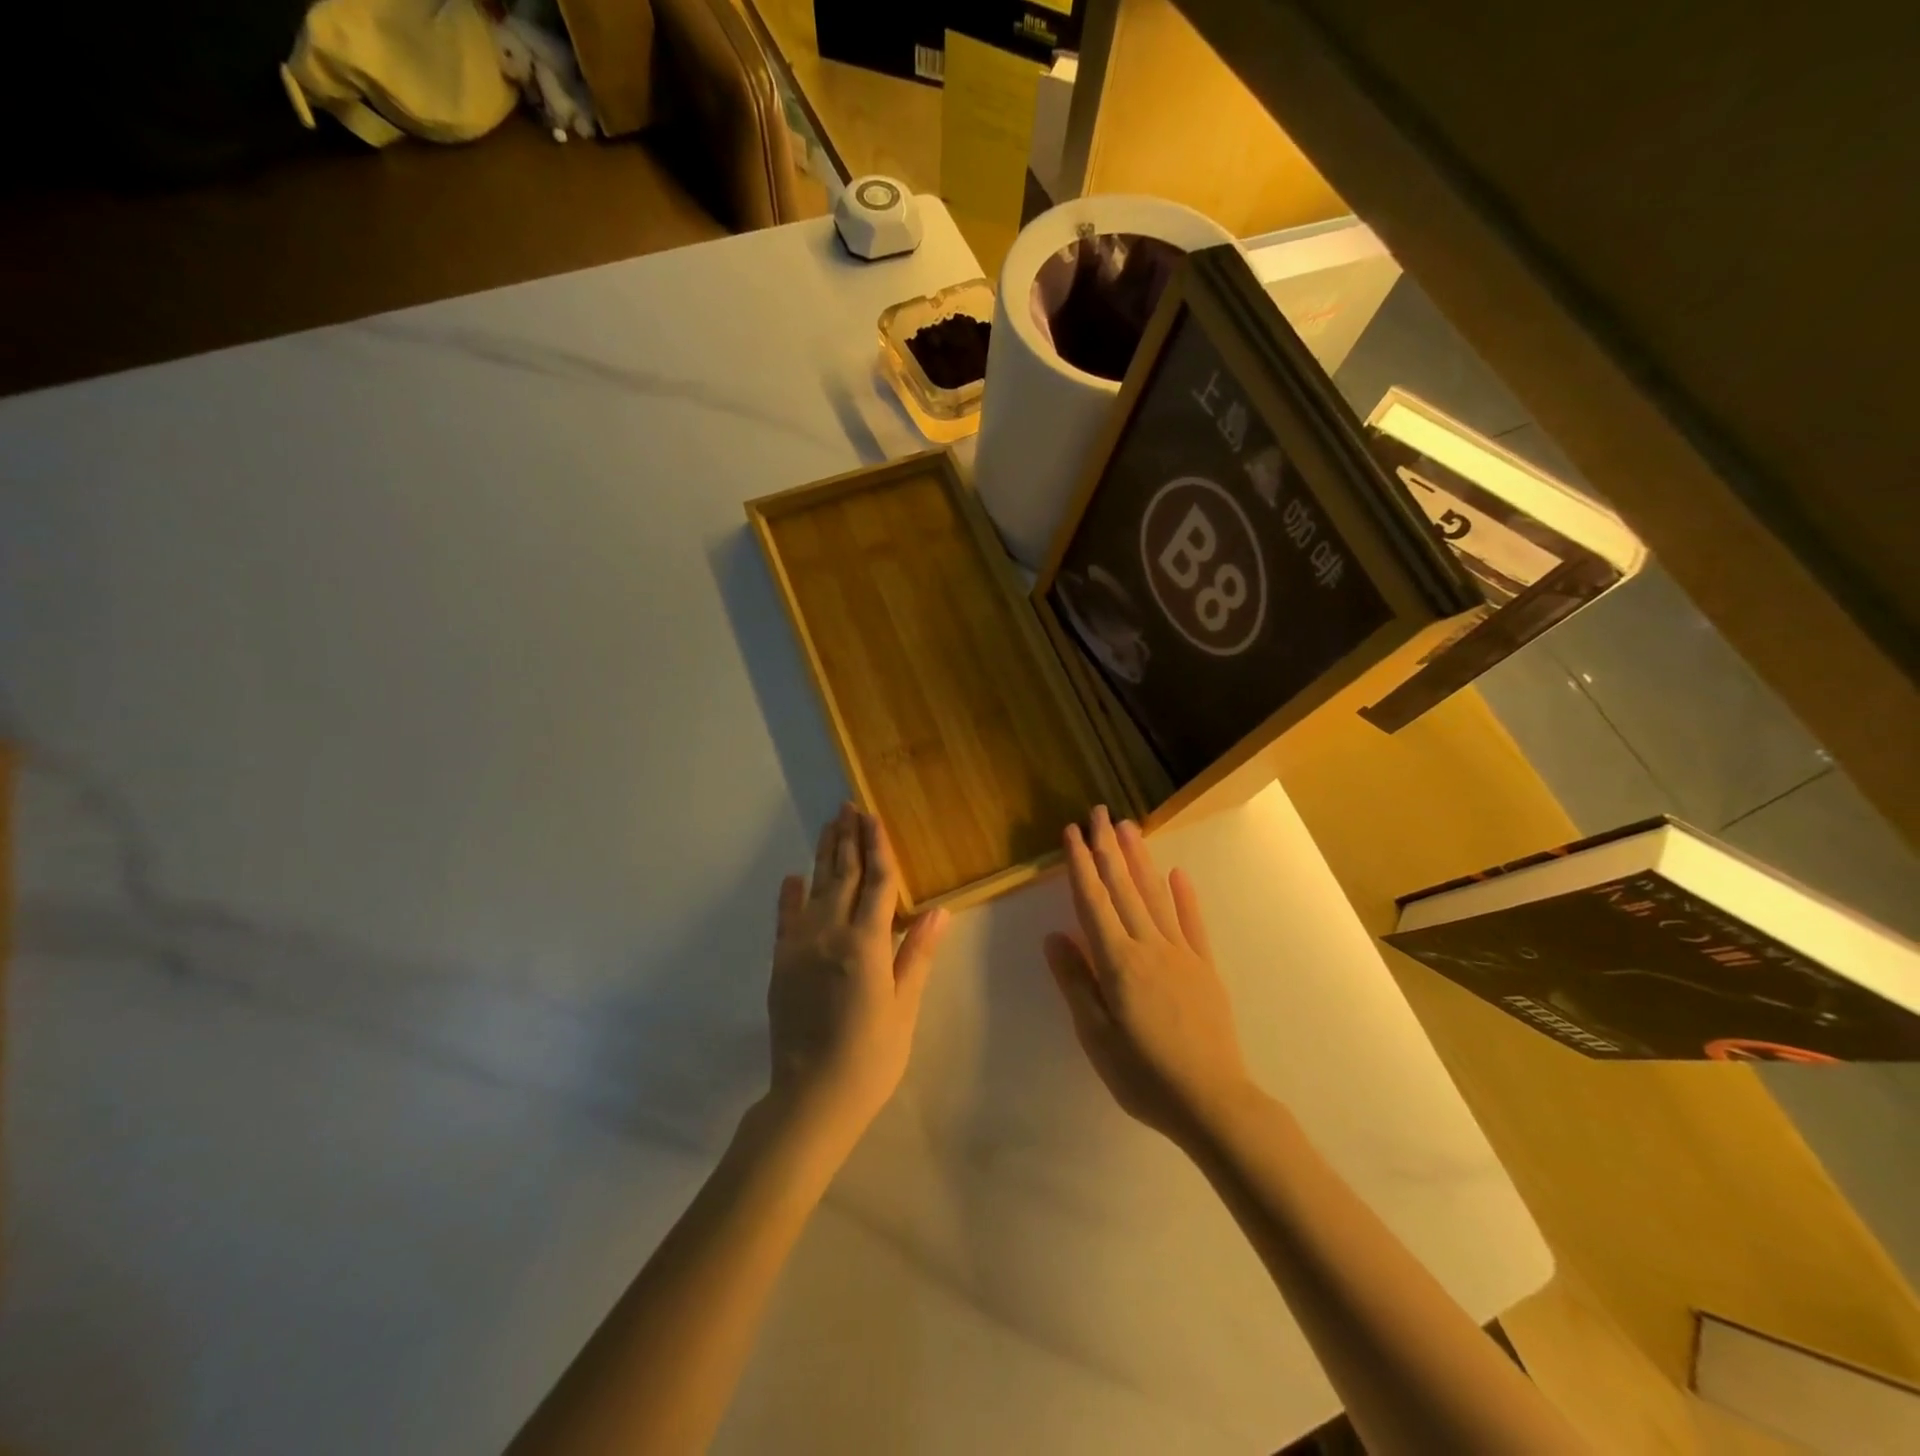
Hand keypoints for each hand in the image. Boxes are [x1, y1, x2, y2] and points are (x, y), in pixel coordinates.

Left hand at [767, 805, 950, 1145]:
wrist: (811, 1098)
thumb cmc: (871, 1056)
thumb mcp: (904, 1007)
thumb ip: (916, 954)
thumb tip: (940, 911)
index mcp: (865, 944)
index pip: (876, 883)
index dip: (877, 847)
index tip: (873, 815)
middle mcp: (829, 934)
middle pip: (842, 876)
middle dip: (848, 838)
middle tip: (848, 805)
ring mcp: (800, 947)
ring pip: (815, 889)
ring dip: (824, 855)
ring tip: (829, 825)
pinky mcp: (781, 963)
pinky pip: (785, 919)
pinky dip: (790, 895)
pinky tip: (793, 877)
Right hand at [1044, 806, 1253, 1149]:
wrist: (1213, 1101)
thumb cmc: (1144, 1074)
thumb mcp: (1096, 1036)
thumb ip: (1076, 982)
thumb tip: (1054, 936)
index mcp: (1118, 962)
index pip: (1093, 901)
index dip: (1080, 864)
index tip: (1072, 832)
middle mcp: (1149, 947)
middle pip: (1124, 888)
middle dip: (1108, 848)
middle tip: (1100, 812)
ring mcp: (1181, 954)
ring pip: (1156, 896)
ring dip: (1140, 860)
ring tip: (1129, 828)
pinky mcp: (1205, 969)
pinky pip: (1192, 924)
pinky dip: (1184, 896)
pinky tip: (1177, 874)